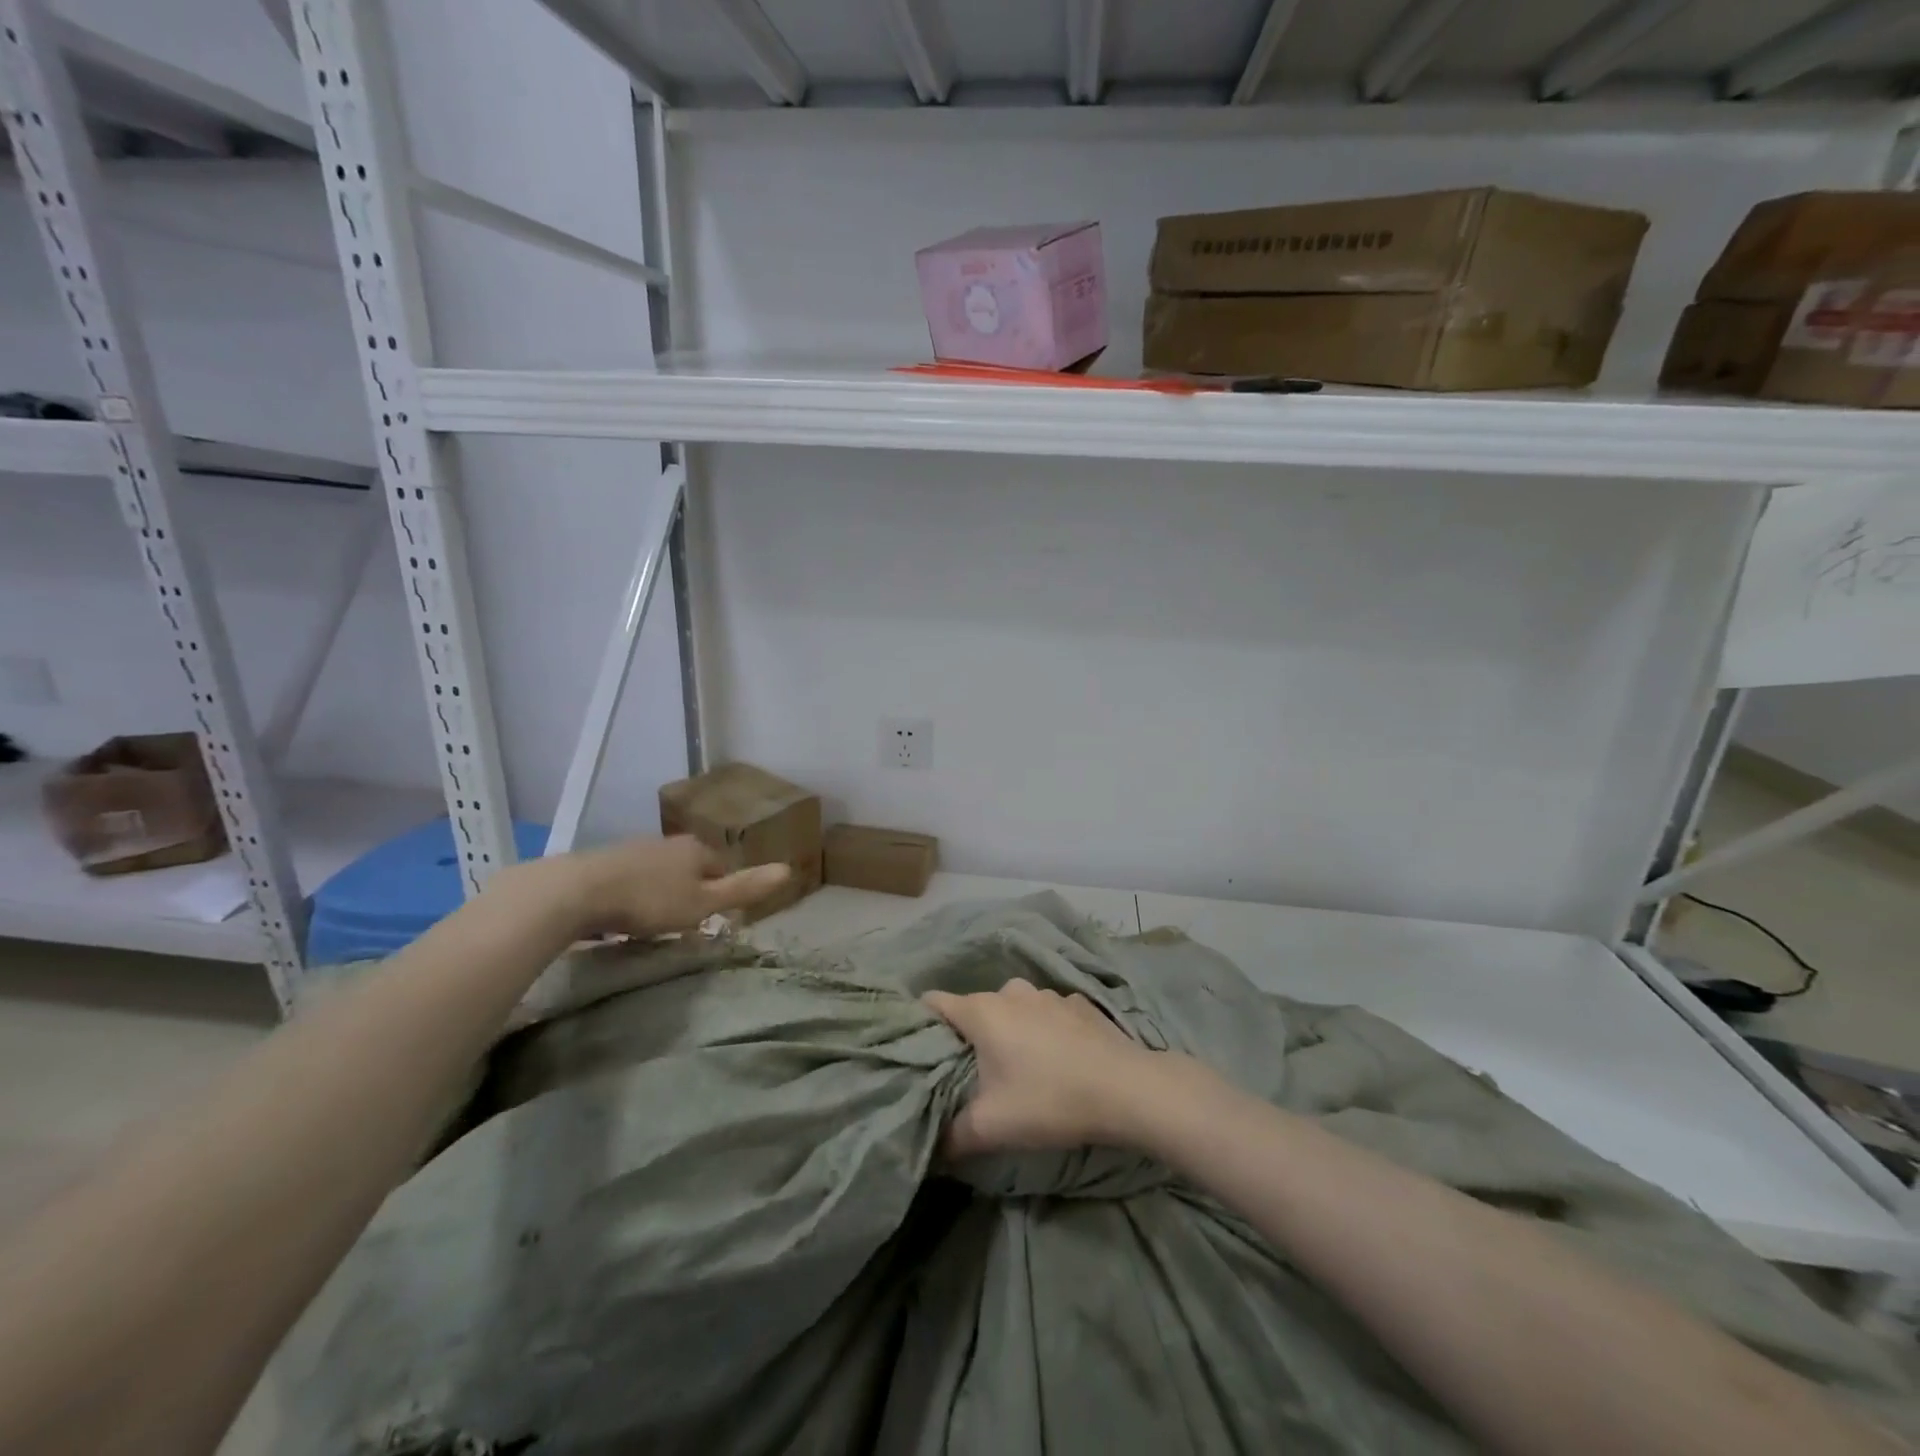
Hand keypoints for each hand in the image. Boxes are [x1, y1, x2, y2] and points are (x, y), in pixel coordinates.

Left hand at [565, 836, 790, 937]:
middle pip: (691, 866)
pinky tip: (623, 911)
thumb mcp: (703, 902)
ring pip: (660, 871)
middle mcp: (669, 842)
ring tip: (654, 921)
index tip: (714, 917)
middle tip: (684, 922)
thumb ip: (744, 888)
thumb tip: (789, 870)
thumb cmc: (649, 900)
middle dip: (691, 890)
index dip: (723, 892)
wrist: (576, 891)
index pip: (722, 867)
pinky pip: (631, 877)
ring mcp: (635, 848)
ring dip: (661, 891)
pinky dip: (633, 892)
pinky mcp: (605, 861)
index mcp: (697, 849)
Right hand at [922, 980, 1160, 1156]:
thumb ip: (952, 1136)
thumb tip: (931, 1147)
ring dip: (1009, 1031)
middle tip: (970, 1073)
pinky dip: (1044, 1030)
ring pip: (1013, 1009)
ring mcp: (1048, 994)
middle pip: (974, 1008)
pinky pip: (1047, 1014)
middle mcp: (1011, 991)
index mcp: (982, 1011)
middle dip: (969, 1036)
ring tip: (1017, 1067)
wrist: (1126, 1088)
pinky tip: (1058, 1059)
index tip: (920, 1051)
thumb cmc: (1049, 1100)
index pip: (935, 1003)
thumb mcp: (991, 1127)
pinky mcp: (1078, 1004)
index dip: (922, 1024)